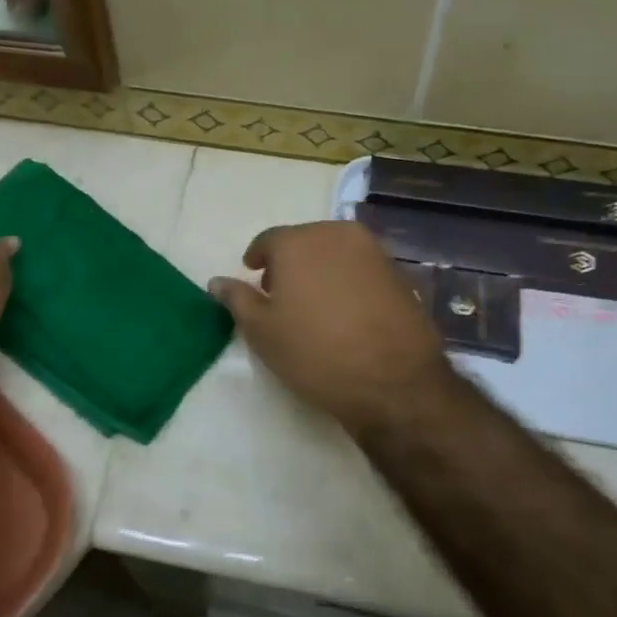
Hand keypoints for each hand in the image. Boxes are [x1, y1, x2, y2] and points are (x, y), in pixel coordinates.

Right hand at [209, 221, 453, 435]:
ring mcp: (374, 252)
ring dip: (321, 269)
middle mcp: (337, 235)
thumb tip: (217, 282)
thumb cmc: (315, 353)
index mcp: (299, 241)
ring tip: (314, 305)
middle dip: (289, 262)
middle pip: (305, 241)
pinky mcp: (400, 274)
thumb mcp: (262, 332)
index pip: (268, 240)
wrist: (393, 381)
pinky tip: (346, 312)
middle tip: (281, 294)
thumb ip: (237, 299)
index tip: (253, 275)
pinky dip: (348, 281)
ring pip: (335, 253)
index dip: (257, 258)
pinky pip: (362, 269)